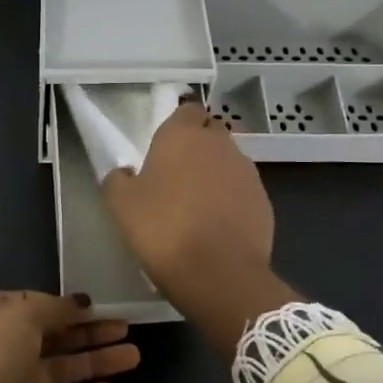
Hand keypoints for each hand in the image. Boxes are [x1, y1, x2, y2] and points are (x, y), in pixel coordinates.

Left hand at [0, 291, 139, 382]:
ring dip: (92, 363)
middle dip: (88, 333)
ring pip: (56, 372)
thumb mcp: (20, 314)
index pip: (32, 306)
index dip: (66, 306)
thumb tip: (78, 303)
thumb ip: (52, 308)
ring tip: (133, 356)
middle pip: (50, 338)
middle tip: (126, 328)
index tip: (98, 306)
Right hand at [104, 101, 298, 360]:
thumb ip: (118, 179)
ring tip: (197, 205)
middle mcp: (220, 144)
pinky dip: (232, 201)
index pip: (187, 109)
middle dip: (198, 147)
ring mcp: (247, 172)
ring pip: (229, 162)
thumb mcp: (121, 205)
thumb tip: (124, 173)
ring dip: (215, 175)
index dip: (178, 124)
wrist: (219, 274)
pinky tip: (217, 227)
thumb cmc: (163, 229)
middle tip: (177, 175)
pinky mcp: (264, 201)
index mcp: (183, 135)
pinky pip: (243, 191)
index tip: (164, 147)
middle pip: (211, 132)